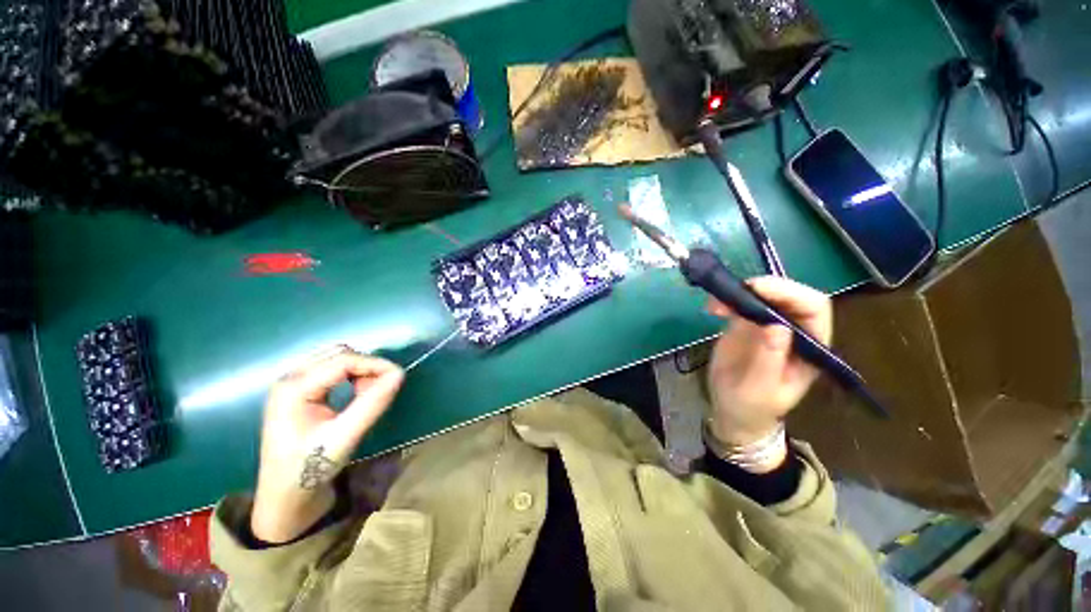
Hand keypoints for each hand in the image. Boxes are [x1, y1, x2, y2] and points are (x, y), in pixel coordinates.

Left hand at [251, 346, 403, 542]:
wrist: (284, 499)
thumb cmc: (309, 470)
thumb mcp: (344, 437)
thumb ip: (372, 403)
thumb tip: (400, 374)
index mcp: (294, 387)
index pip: (344, 360)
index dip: (375, 364)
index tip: (399, 377)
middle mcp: (290, 378)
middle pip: (339, 354)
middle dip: (366, 367)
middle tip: (380, 391)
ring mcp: (293, 384)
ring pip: (336, 359)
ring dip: (359, 371)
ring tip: (367, 395)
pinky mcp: (300, 392)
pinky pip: (332, 370)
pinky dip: (351, 376)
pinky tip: (356, 395)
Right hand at [705, 276, 830, 451]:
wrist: (733, 410)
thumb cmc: (752, 406)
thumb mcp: (761, 390)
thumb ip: (770, 360)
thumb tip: (777, 326)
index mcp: (810, 348)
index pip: (814, 309)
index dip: (791, 293)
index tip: (758, 290)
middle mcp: (794, 331)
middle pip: (790, 295)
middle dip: (765, 287)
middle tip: (736, 290)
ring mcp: (769, 325)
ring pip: (764, 295)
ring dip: (741, 291)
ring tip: (716, 303)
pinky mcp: (746, 324)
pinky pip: (740, 303)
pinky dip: (726, 299)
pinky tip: (713, 307)